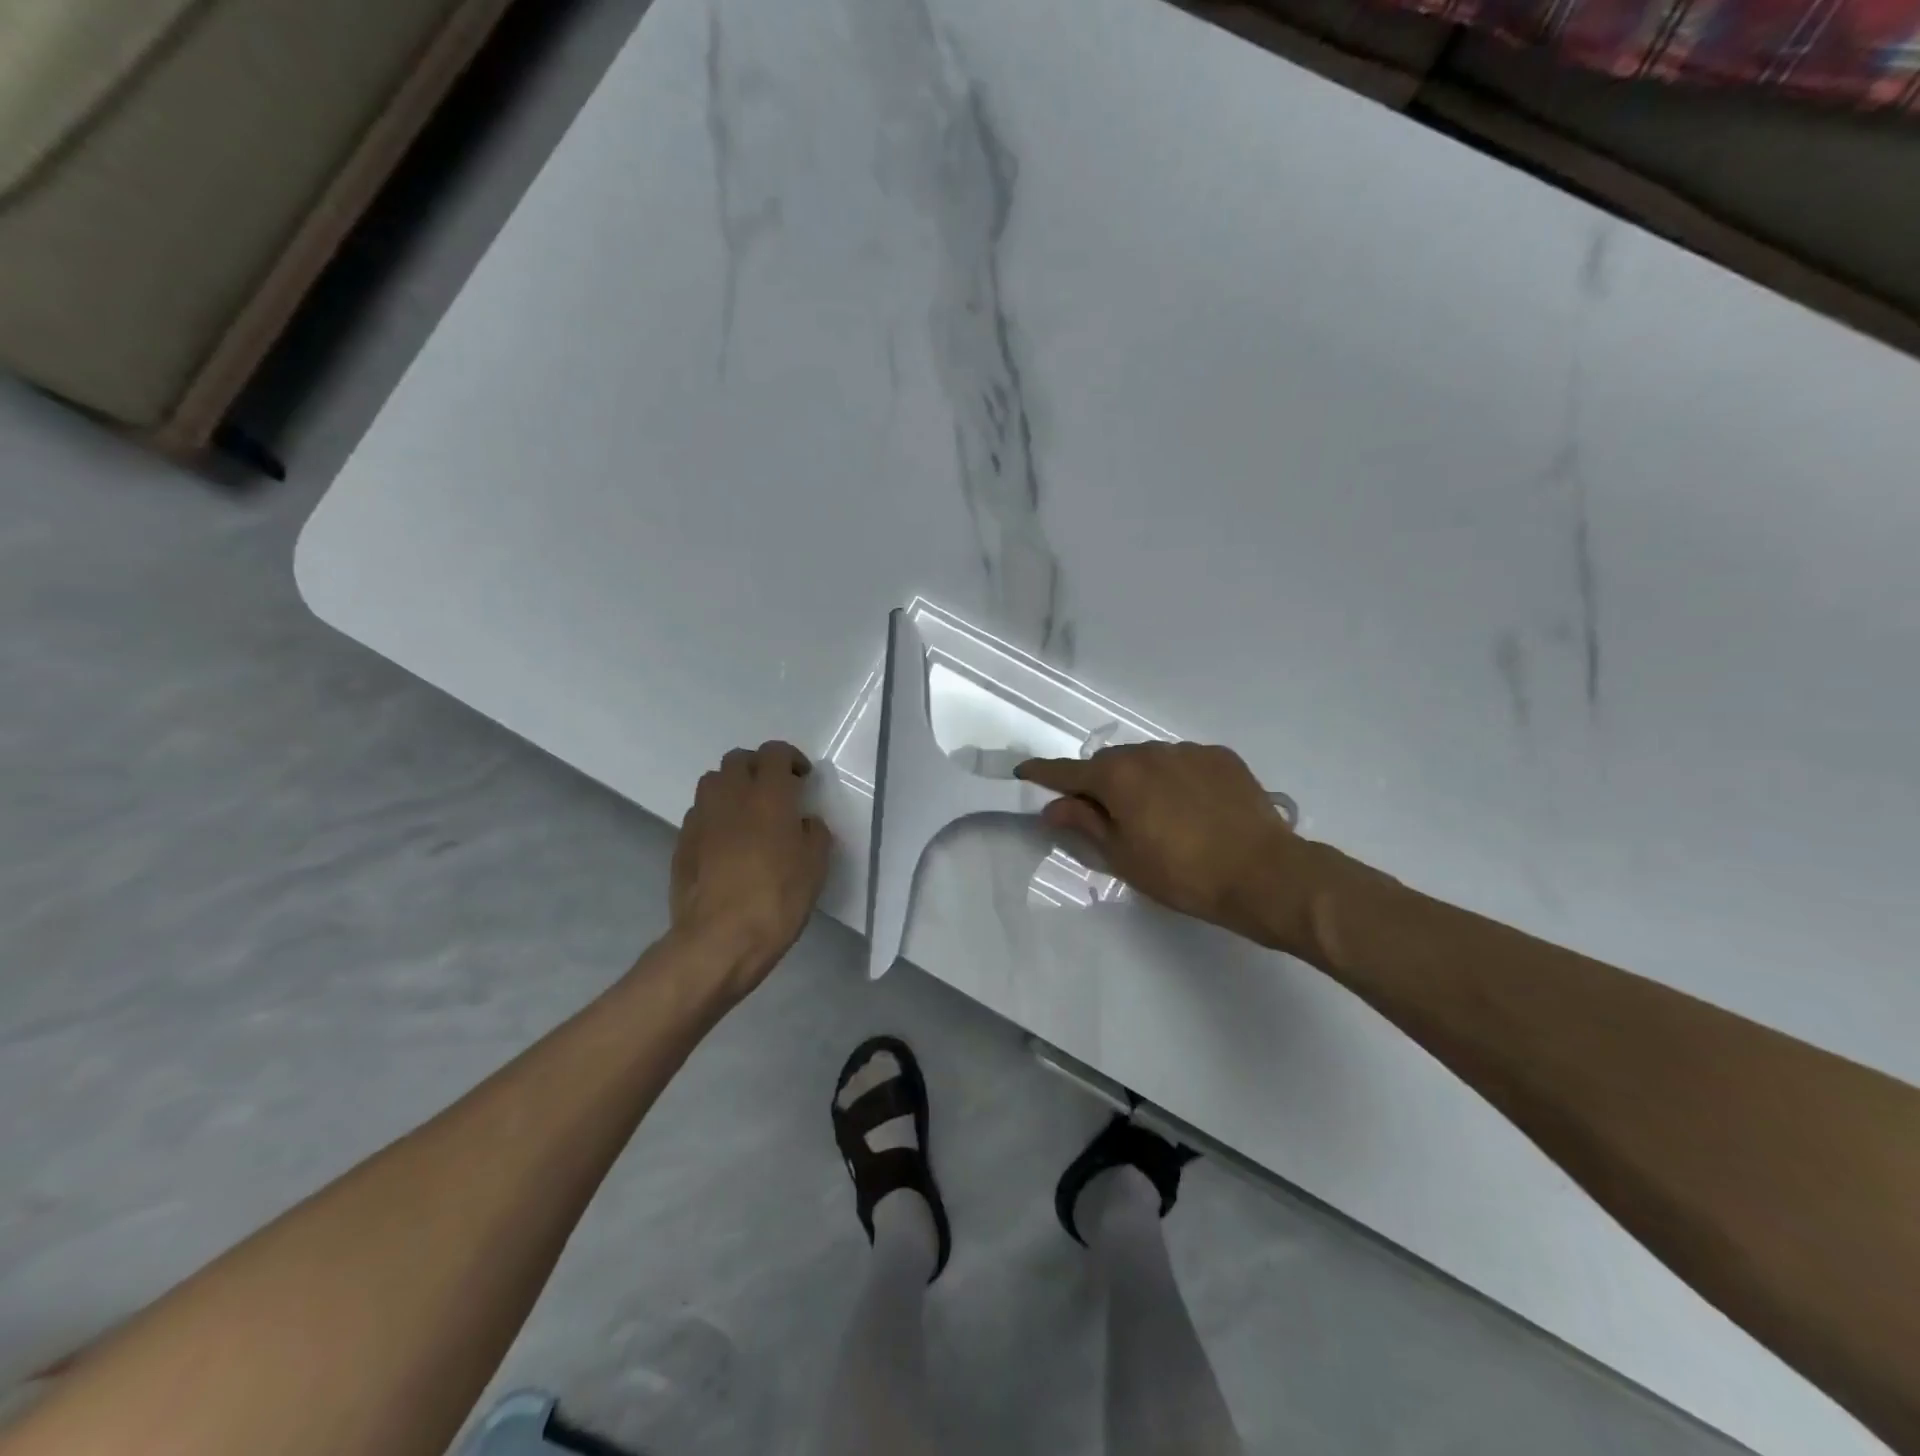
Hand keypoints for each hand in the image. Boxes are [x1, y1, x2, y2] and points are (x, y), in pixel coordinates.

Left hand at [671, 741, 832, 999]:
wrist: (720, 939)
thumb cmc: (777, 898)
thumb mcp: (815, 866)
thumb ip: (814, 833)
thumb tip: (804, 822)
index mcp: (768, 794)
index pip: (775, 753)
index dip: (790, 759)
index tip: (802, 778)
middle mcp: (731, 795)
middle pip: (738, 760)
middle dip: (758, 768)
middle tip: (775, 792)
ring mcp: (701, 817)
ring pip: (713, 782)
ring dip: (732, 787)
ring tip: (747, 813)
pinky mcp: (681, 842)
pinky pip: (699, 813)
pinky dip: (715, 815)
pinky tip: (726, 842)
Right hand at [1017, 742, 1314, 951]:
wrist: (1264, 873)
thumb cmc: (1183, 874)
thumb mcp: (1124, 857)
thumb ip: (1085, 825)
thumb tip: (1054, 808)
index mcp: (1118, 778)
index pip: (1067, 772)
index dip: (1043, 773)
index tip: (1024, 770)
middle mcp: (1149, 753)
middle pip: (1110, 764)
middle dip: (1099, 783)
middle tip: (1104, 814)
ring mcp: (1188, 752)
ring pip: (1148, 760)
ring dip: (1140, 779)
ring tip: (1156, 814)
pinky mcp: (1221, 757)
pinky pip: (1183, 762)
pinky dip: (1175, 778)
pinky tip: (1191, 807)